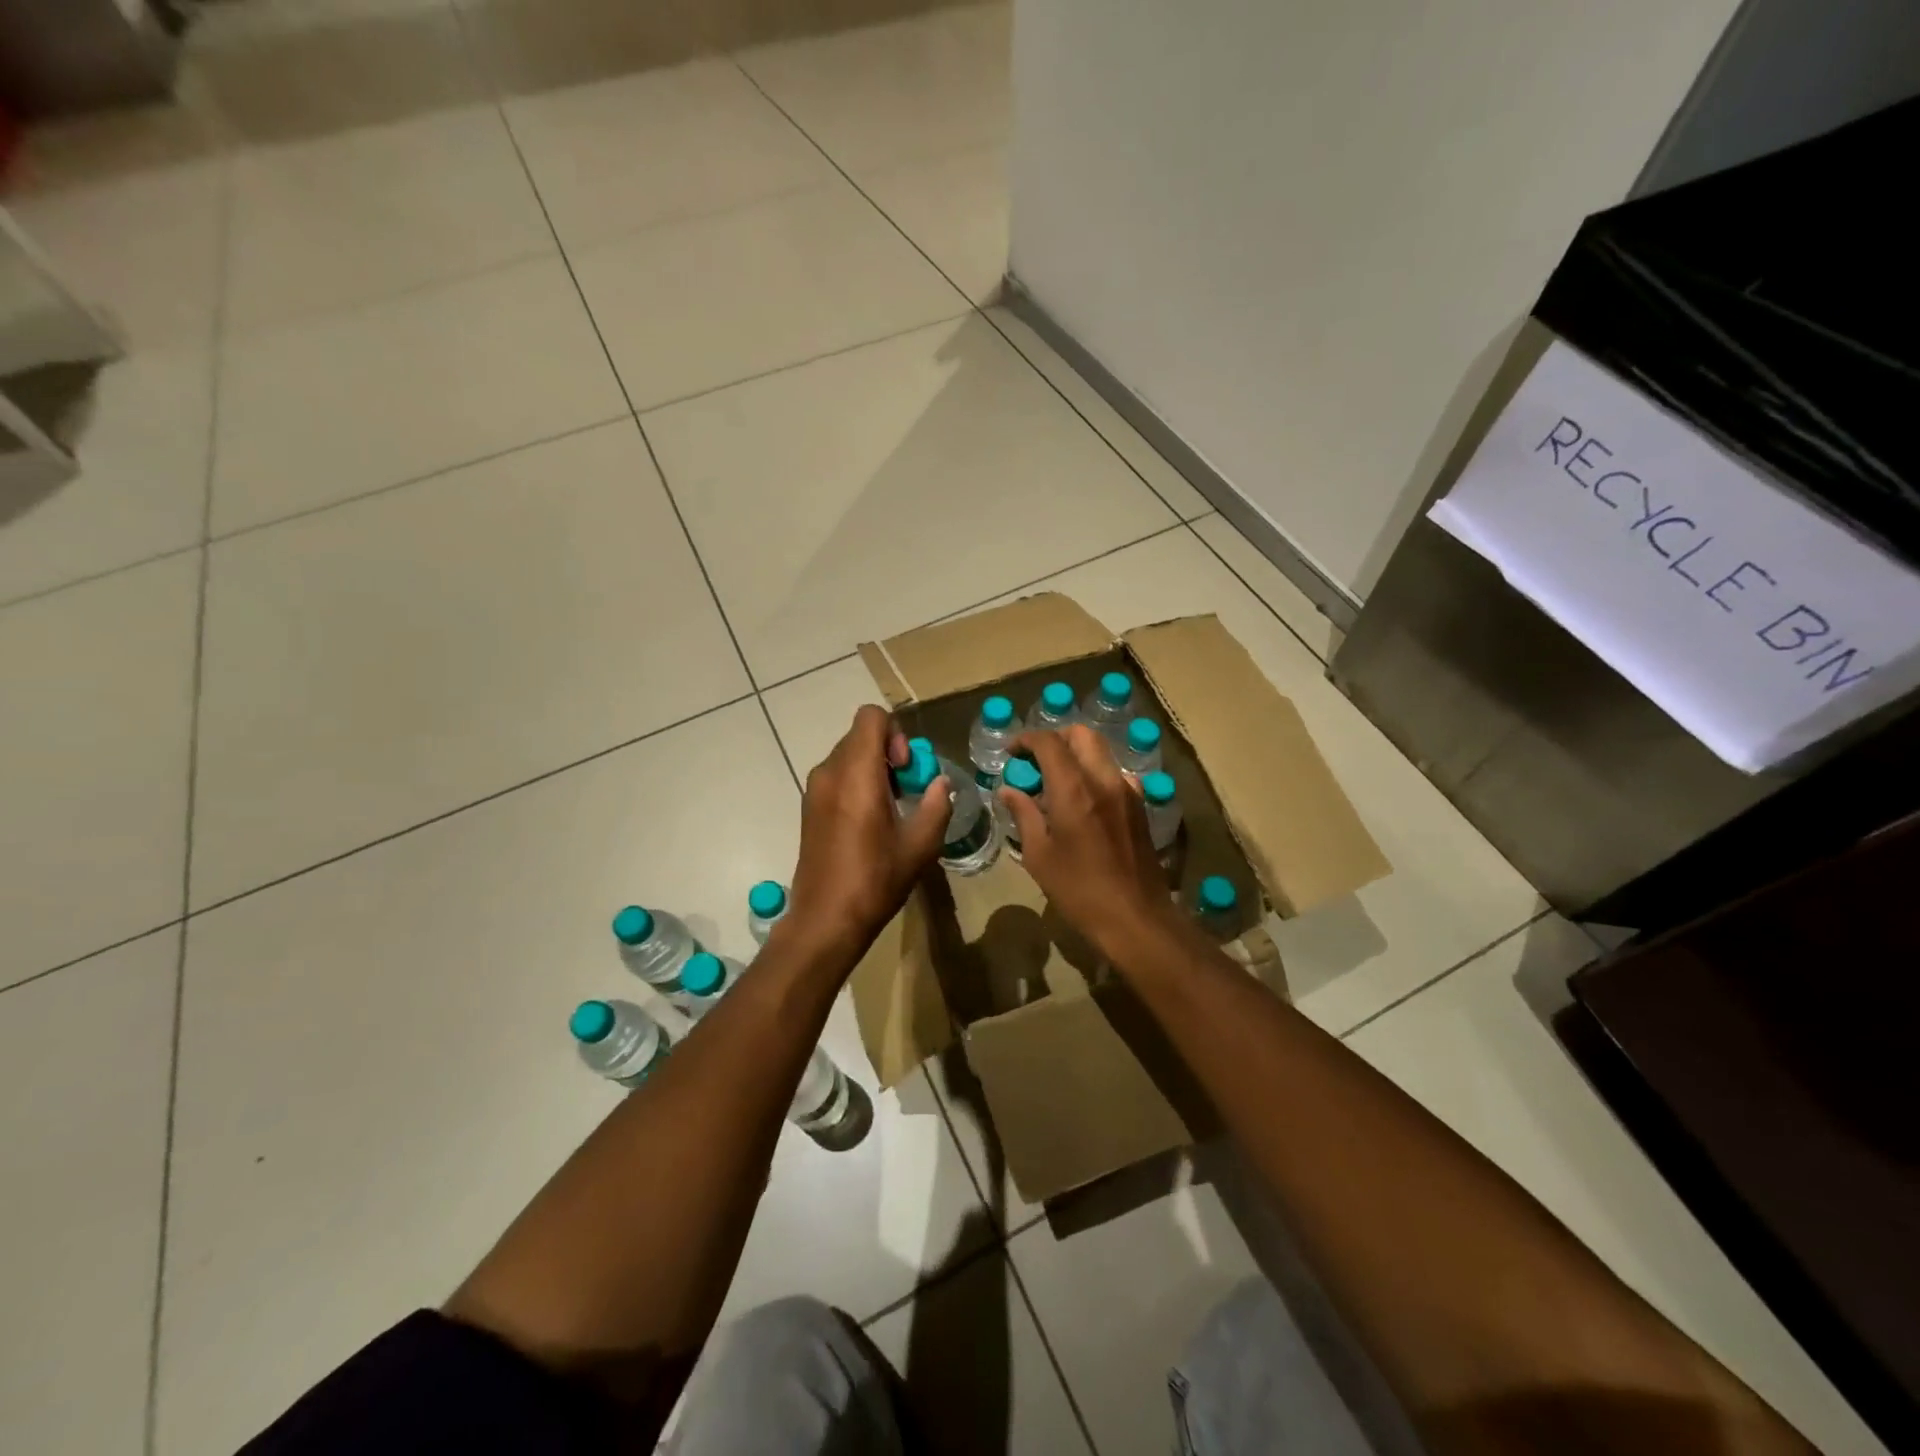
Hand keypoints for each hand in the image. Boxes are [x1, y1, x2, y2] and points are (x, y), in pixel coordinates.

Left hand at [786, 705, 950, 959]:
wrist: (825, 919)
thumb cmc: (875, 880)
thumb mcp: (920, 845)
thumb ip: (936, 805)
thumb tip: (940, 783)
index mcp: (856, 775)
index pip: (871, 717)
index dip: (895, 732)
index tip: (905, 769)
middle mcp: (829, 773)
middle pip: (860, 735)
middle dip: (887, 751)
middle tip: (905, 789)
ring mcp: (814, 790)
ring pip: (847, 755)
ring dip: (872, 768)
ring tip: (890, 807)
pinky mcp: (808, 807)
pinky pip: (835, 776)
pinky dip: (856, 783)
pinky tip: (869, 821)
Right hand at [998, 725, 1183, 963]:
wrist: (1136, 918)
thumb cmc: (1079, 891)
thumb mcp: (1039, 856)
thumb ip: (1024, 815)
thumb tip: (1008, 791)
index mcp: (1074, 790)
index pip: (1049, 742)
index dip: (1026, 739)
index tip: (1011, 753)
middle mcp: (1104, 780)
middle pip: (1082, 735)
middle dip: (1055, 738)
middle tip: (1035, 760)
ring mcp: (1128, 791)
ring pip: (1101, 752)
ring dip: (1076, 754)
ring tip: (1056, 781)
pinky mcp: (1140, 806)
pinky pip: (1115, 774)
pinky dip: (1094, 773)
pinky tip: (1083, 801)